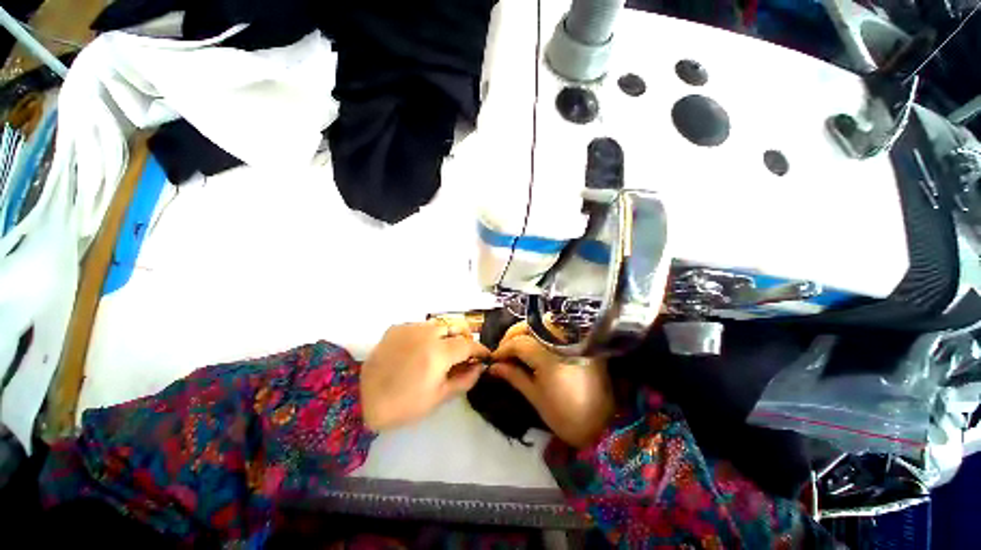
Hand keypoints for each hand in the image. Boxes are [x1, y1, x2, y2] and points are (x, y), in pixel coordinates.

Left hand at [361, 319, 489, 431]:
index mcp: (439, 353)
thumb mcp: (440, 397)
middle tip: (463, 354)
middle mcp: (428, 333)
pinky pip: (422, 325)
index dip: (480, 349)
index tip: (484, 356)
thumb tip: (480, 367)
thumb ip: (465, 379)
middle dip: (465, 338)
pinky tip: (420, 349)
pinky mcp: (398, 327)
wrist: (362, 399)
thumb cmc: (404, 404)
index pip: (469, 344)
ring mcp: (411, 327)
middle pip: (457, 326)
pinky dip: (428, 335)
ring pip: (440, 324)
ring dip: (447, 335)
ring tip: (440, 352)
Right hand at [489, 323, 613, 448]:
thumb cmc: (565, 417)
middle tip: (504, 349)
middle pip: (533, 326)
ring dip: (527, 331)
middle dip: (514, 334)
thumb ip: (514, 376)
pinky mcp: (584, 343)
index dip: (504, 348)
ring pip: (545, 323)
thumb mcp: (536, 398)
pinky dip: (542, 333)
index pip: (521, 343)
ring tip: (517, 346)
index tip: (494, 357)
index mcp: (551, 360)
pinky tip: (535, 345)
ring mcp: (576, 341)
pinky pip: (558, 330)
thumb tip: (494, 366)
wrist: (603, 428)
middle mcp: (564, 344)